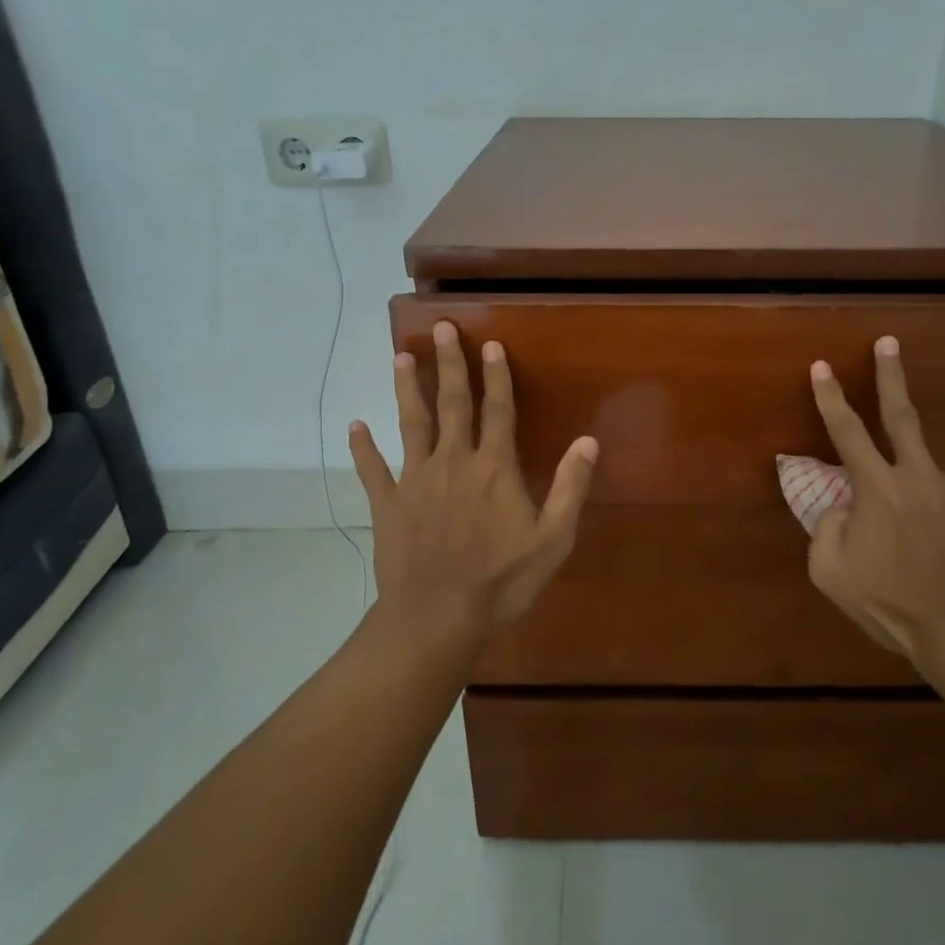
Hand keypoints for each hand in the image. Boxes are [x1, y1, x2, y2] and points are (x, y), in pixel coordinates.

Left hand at [351, 320, 597, 630]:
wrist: (437, 616)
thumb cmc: (501, 580)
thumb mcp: (553, 539)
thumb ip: (571, 487)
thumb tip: (589, 441)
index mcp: (494, 468)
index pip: (498, 410)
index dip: (496, 376)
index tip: (491, 345)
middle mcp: (454, 462)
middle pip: (453, 404)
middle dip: (450, 364)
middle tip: (440, 328)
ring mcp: (416, 480)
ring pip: (411, 424)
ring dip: (407, 389)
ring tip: (400, 357)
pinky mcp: (388, 504)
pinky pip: (372, 470)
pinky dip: (362, 447)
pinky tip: (355, 426)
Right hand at [807, 336, 944, 669]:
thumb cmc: (889, 605)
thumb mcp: (830, 573)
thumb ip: (826, 527)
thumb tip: (842, 505)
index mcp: (878, 490)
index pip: (847, 432)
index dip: (830, 398)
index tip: (822, 366)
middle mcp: (923, 479)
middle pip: (902, 417)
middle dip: (891, 376)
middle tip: (889, 343)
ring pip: (930, 486)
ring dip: (919, 506)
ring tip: (922, 553)